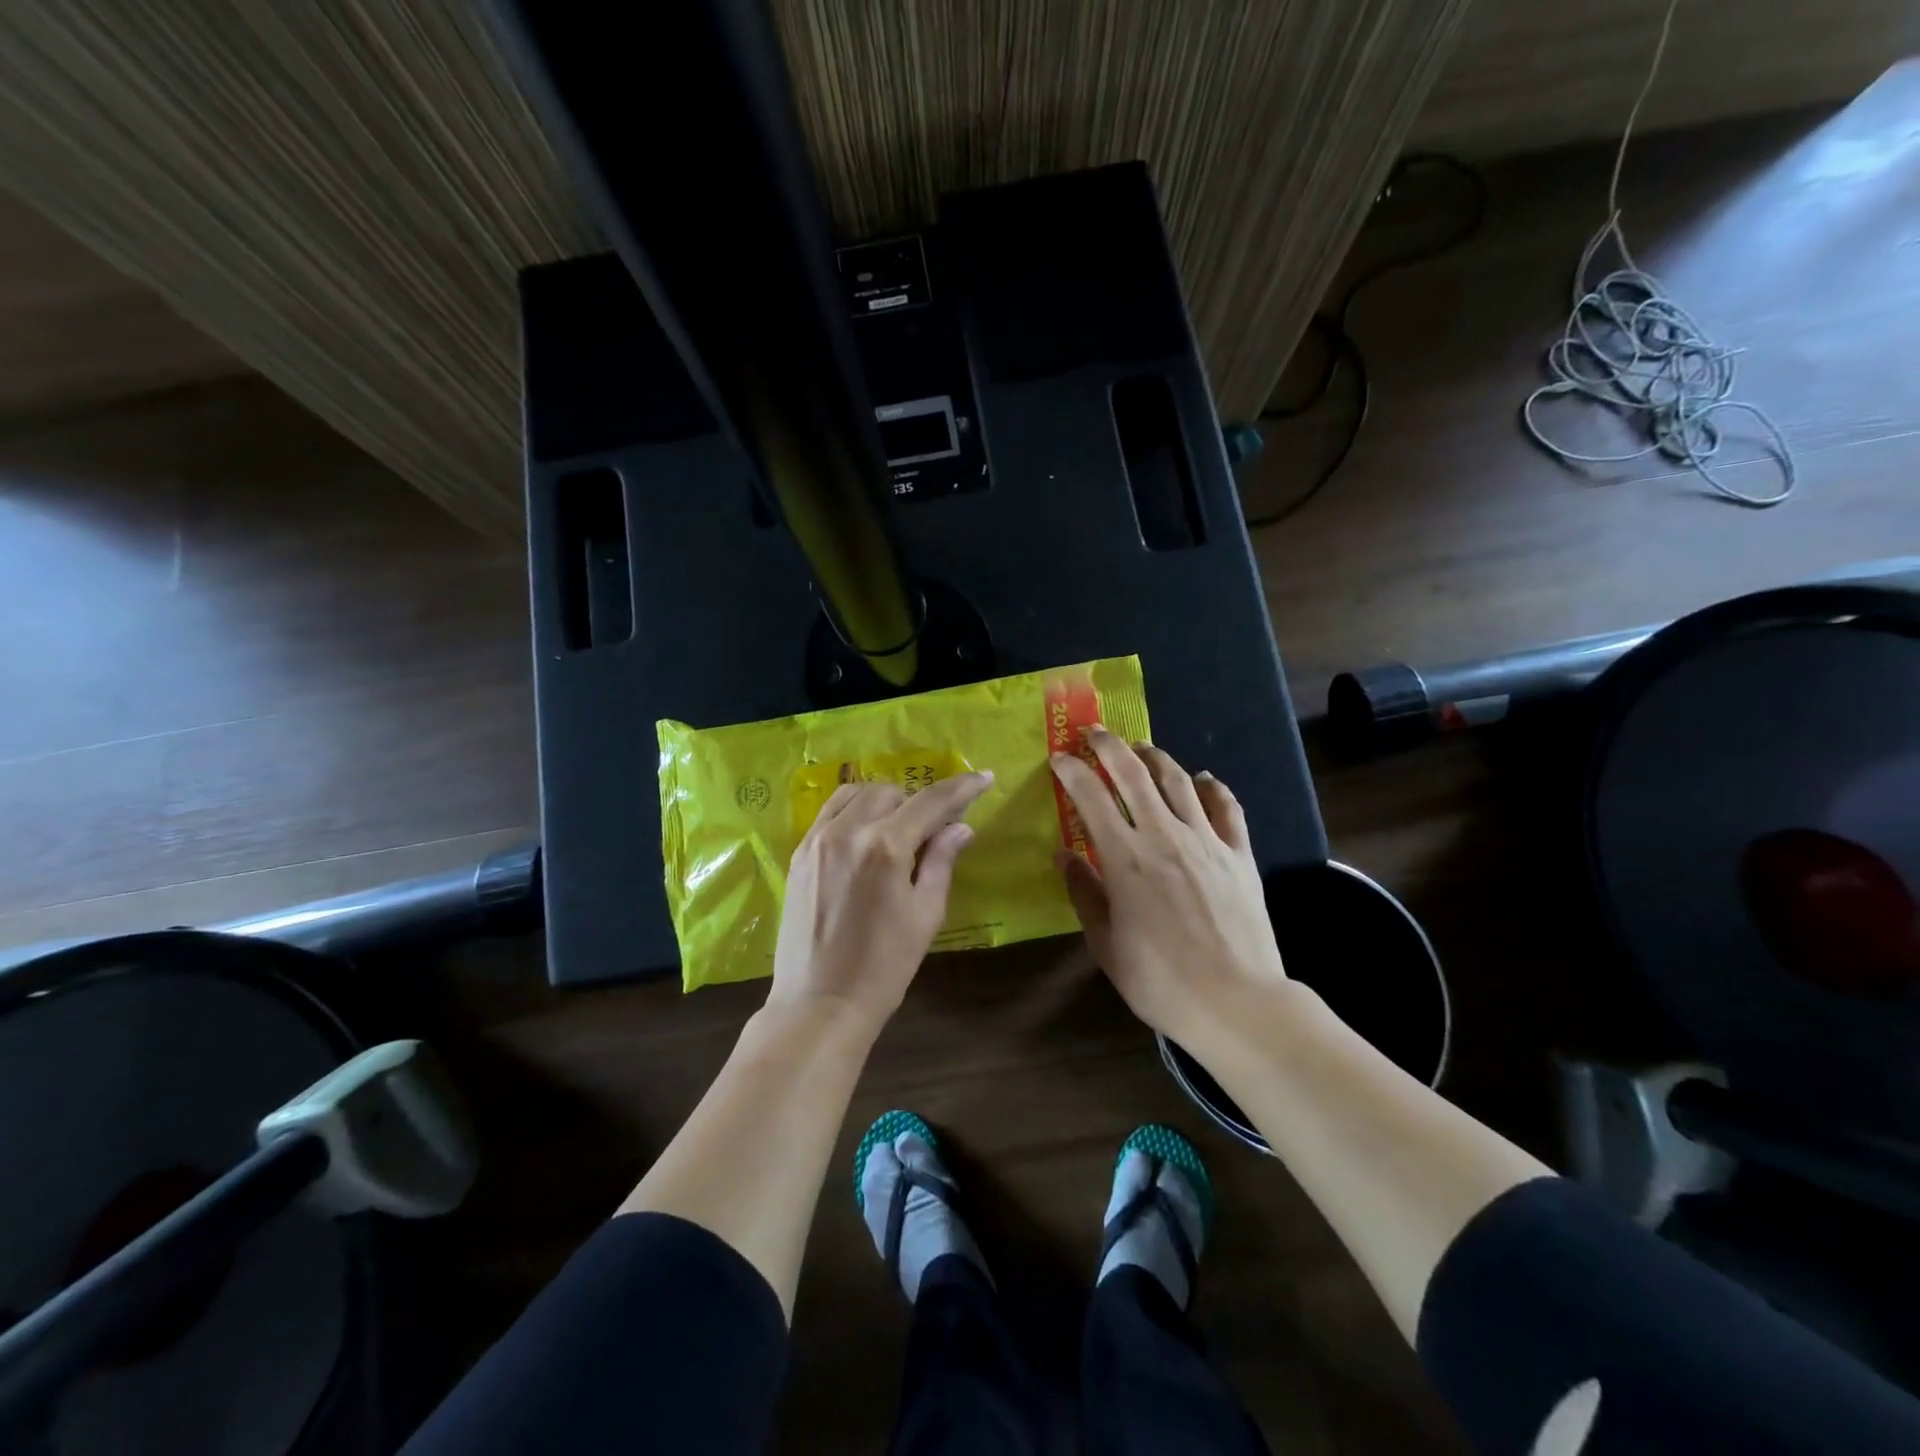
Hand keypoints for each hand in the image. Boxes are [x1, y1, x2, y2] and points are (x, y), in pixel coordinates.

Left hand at [768, 772, 992, 1031]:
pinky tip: (866, 834)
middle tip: (936, 828)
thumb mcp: (925, 915)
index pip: (930, 801)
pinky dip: (854, 811)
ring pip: (856, 794)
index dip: (962, 788)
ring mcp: (817, 840)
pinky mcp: (799, 854)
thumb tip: (961, 828)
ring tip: (899, 827)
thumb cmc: (884, 967)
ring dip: (885, 801)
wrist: (819, 1003)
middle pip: (891, 792)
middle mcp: (848, 831)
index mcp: (885, 846)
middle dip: (919, 802)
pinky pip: (829, 813)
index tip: (983, 778)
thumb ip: (941, 862)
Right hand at [1050, 731, 1288, 1048]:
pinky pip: (1227, 808)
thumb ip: (1084, 893)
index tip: (1058, 757)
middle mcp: (1164, 836)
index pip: (1090, 796)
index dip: (1071, 770)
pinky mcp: (1240, 854)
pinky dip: (1213, 787)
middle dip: (1109, 746)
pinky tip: (1203, 779)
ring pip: (1178, 781)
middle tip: (1094, 733)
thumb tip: (1064, 854)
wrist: (1236, 1002)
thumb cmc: (1160, 979)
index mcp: (1125, 858)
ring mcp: (1207, 841)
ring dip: (1155, 757)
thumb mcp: (1106, 943)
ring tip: (1141, 747)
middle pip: (1134, 774)